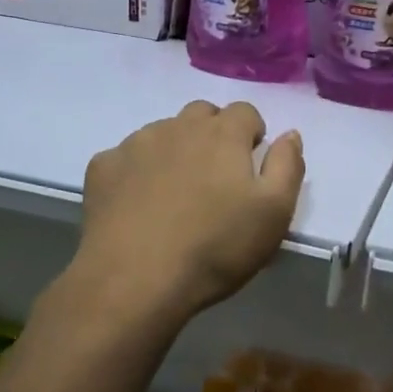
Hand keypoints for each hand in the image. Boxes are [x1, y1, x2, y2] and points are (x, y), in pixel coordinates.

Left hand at [59, 101, 304, 335]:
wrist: (134, 279)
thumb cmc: (215, 247)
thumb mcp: (274, 213)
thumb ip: (287, 165)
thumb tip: (289, 134)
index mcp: (222, 134)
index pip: (245, 111)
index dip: (251, 134)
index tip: (249, 166)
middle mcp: (178, 126)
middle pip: (202, 114)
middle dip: (213, 135)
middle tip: (215, 179)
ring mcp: (135, 144)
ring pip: (163, 132)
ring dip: (175, 151)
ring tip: (175, 195)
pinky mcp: (103, 167)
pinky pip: (126, 157)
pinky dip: (136, 172)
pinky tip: (137, 206)